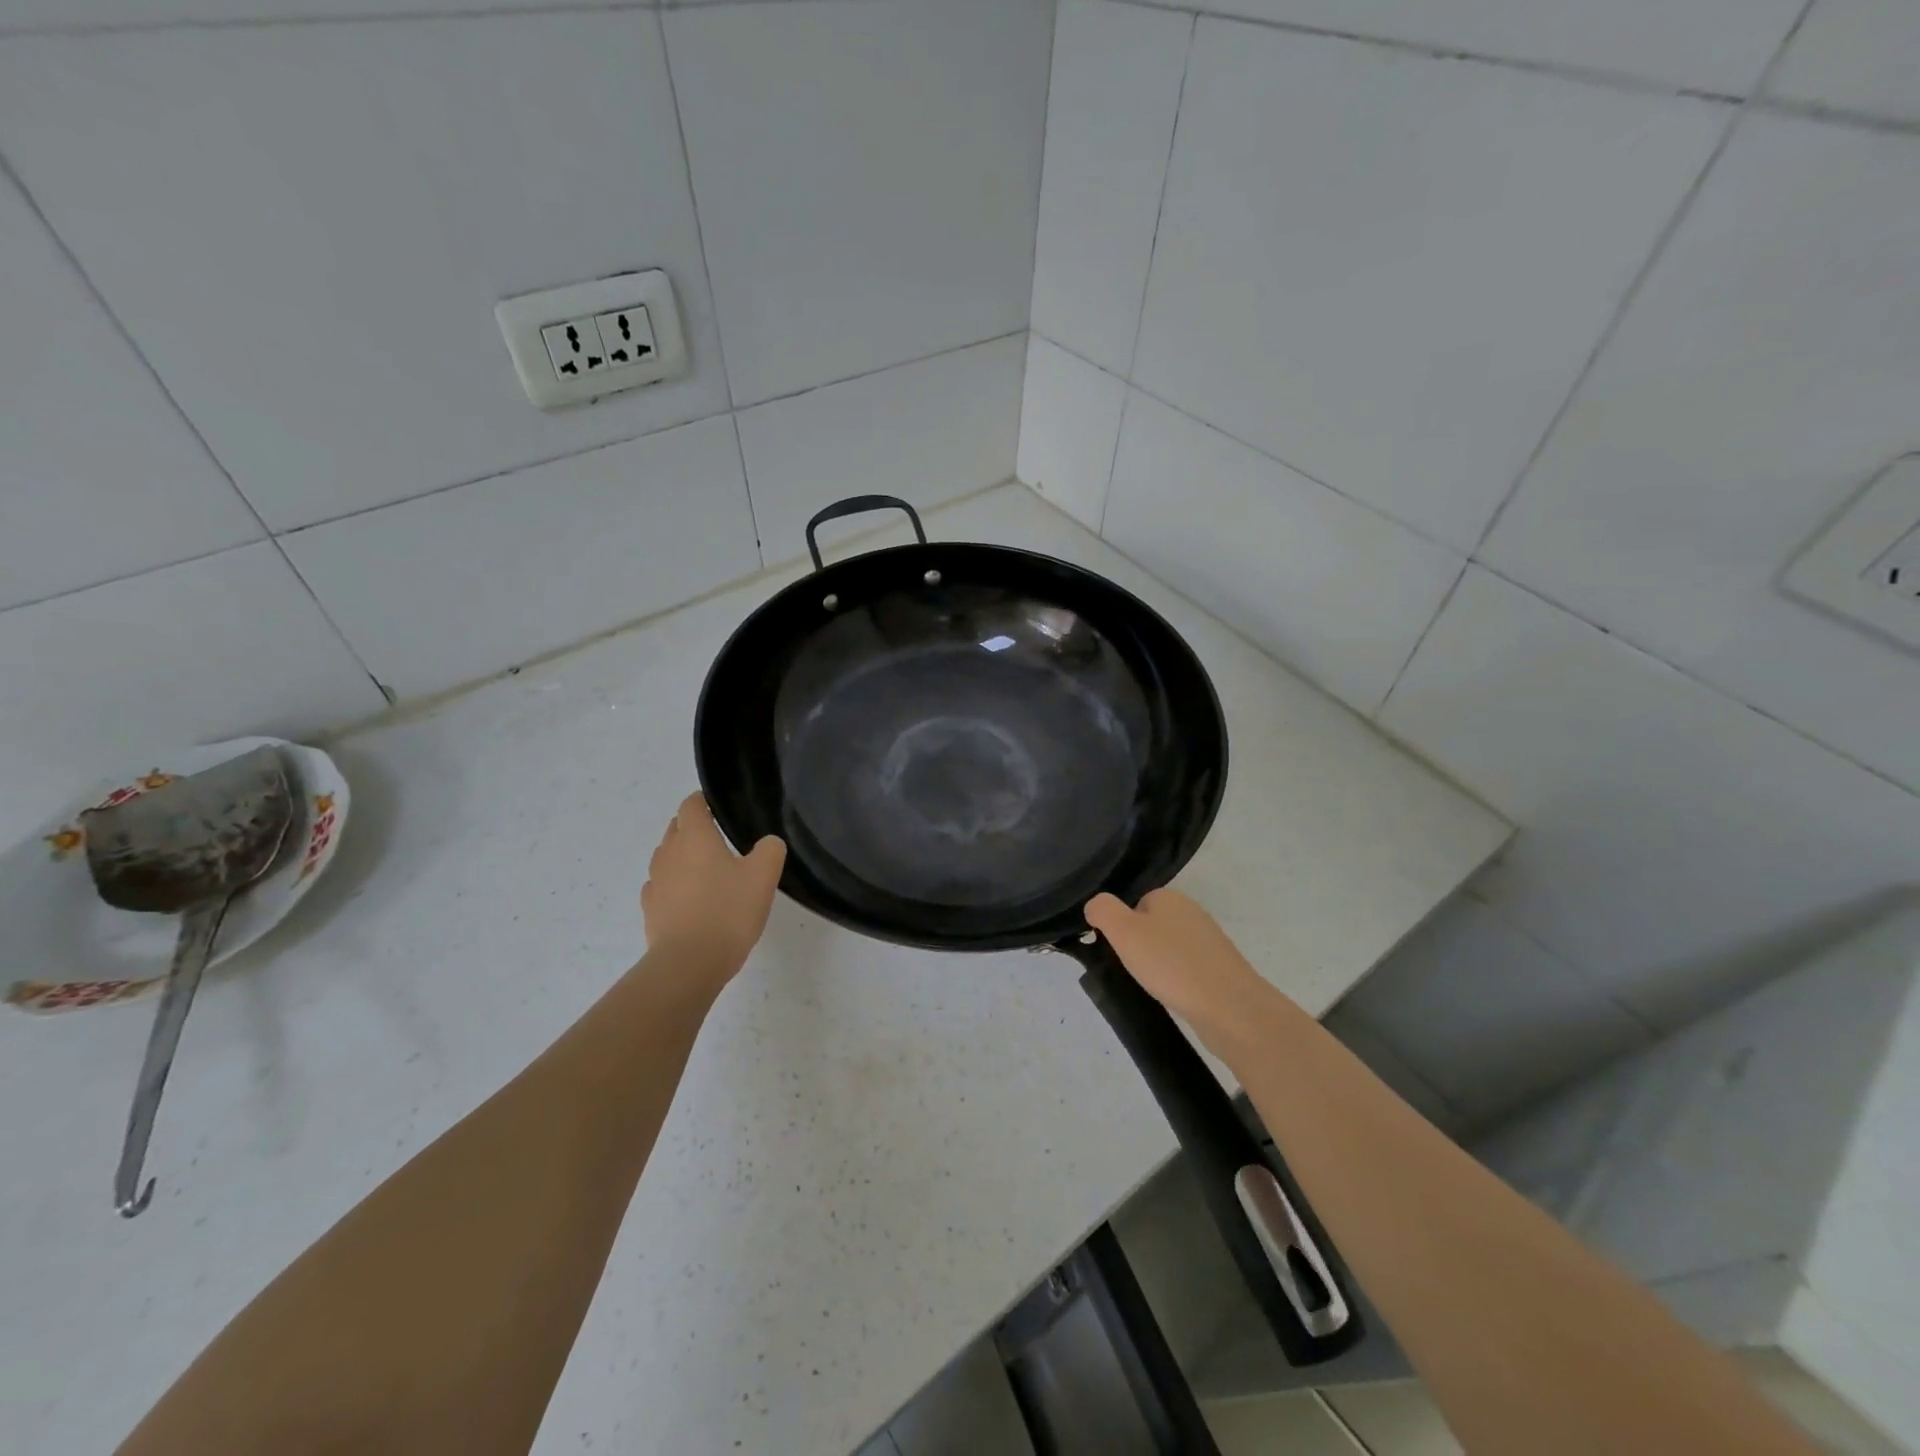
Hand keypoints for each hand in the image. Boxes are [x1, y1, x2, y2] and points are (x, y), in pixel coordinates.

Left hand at [642, 793, 785, 979]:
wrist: (689, 963)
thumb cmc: (728, 911)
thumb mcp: (763, 876)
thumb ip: (769, 850)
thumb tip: (767, 843)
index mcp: (695, 837)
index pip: (691, 805)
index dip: (703, 801)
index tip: (719, 807)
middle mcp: (669, 853)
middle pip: (676, 828)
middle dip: (693, 827)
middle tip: (720, 838)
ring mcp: (655, 882)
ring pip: (666, 857)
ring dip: (682, 856)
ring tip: (706, 869)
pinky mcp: (651, 910)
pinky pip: (661, 886)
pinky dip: (674, 885)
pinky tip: (690, 898)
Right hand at [1085, 889, 1293, 1048]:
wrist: (1230, 1008)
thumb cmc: (1171, 964)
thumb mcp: (1124, 931)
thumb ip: (1103, 910)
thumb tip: (1094, 906)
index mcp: (1170, 897)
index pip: (1134, 903)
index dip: (1120, 926)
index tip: (1115, 950)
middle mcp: (1192, 913)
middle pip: (1151, 926)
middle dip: (1138, 947)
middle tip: (1130, 969)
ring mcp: (1210, 942)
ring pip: (1169, 949)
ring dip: (1157, 966)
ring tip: (1151, 986)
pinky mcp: (1221, 970)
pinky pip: (1186, 969)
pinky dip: (1176, 981)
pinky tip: (1172, 996)